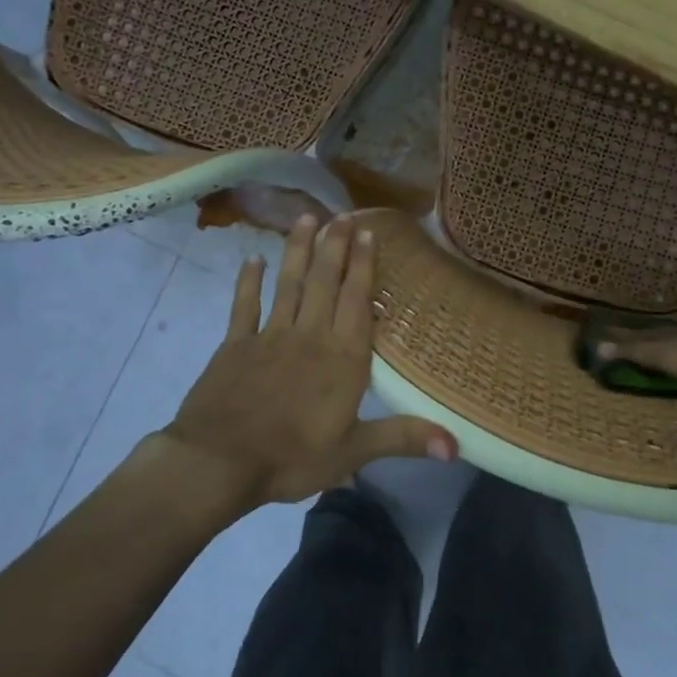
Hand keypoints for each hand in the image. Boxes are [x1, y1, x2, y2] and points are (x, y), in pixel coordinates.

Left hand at [159, 215, 455, 513]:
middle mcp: (310, 336)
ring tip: (306, 218)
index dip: (363, 265)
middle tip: (342, 214)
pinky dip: (248, 282)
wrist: (218, 462)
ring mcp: (270, 336)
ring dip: (298, 250)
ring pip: (289, 284)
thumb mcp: (354, 451)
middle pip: (325, 282)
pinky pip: (244, 306)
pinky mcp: (235, 345)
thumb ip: (404, 439)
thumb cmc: (293, 457)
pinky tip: (252, 260)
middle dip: (335, 246)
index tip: (367, 233)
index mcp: (343, 358)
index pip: (357, 300)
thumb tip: (458, 446)